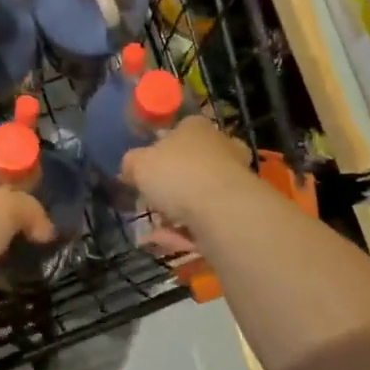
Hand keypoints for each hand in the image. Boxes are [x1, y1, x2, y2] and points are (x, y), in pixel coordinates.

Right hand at [121, 116, 257, 228]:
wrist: (223, 210)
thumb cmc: (178, 173)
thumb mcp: (139, 164)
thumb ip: (131, 164)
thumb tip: (130, 169)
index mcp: (196, 127)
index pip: (179, 130)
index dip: (161, 148)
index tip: (147, 168)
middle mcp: (221, 147)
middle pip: (193, 164)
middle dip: (173, 184)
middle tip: (153, 200)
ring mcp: (234, 179)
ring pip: (200, 195)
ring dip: (176, 213)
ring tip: (154, 230)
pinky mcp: (240, 210)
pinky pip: (207, 219)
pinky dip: (187, 231)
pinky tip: (167, 241)